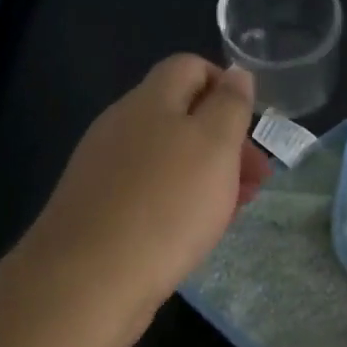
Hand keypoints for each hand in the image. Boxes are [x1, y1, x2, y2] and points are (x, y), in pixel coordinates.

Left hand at [20, 55, 270, 346]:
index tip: (251, 128)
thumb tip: (237, 73)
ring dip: (207, 176)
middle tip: (256, 180)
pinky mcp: (100, 209)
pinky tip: (194, 232)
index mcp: (150, 100)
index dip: (227, 88)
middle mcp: (122, 126)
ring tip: (233, 211)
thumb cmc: (166, 206)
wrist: (90, 279)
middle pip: (181, 116)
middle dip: (225, 142)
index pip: (190, 67)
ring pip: (168, 158)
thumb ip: (229, 106)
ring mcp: (106, 169)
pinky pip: (150, 192)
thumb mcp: (214, 146)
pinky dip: (179, 202)